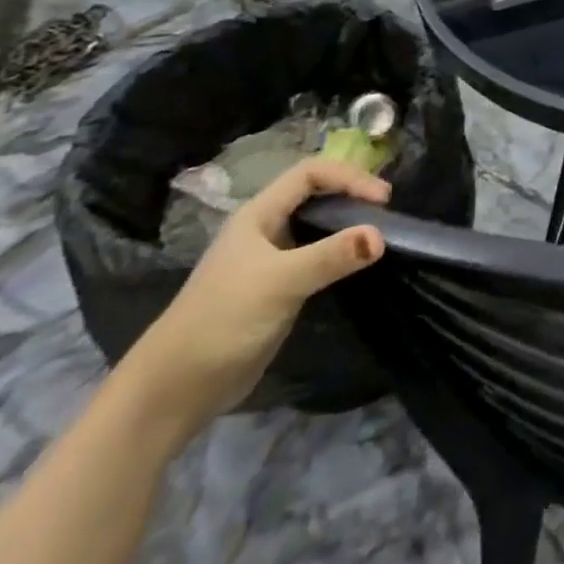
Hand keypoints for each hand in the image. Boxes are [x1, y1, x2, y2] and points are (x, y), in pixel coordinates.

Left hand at [119, 158, 388, 438]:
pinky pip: (318, 257)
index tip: (382, 199)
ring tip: (381, 232)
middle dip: (352, 194)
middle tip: (387, 211)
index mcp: (258, 215)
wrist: (176, 389)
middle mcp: (266, 229)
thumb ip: (331, 256)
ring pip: (318, 226)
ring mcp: (272, 259)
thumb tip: (381, 236)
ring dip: (349, 224)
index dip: (348, 177)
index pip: (310, 174)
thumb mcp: (280, 282)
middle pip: (316, 194)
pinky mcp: (279, 288)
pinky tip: (359, 264)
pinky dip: (342, 253)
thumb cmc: (222, 321)